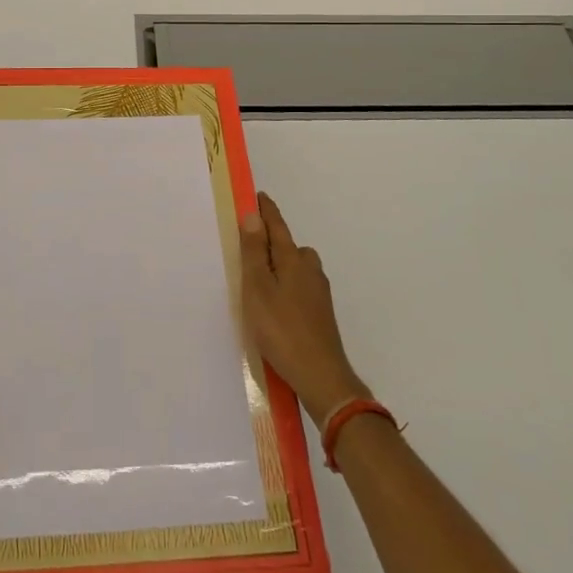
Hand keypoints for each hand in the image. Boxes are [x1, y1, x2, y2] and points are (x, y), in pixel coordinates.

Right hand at [239, 192, 370, 429]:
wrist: (321, 376)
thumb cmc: (282, 330)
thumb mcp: (258, 289)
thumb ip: (254, 253)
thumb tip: (253, 216)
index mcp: (293, 260)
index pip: (277, 227)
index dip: (266, 211)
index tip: (258, 196)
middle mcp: (310, 270)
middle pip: (289, 246)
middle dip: (272, 240)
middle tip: (250, 243)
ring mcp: (319, 293)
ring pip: (297, 268)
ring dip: (280, 265)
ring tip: (259, 278)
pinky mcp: (321, 313)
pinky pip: (300, 286)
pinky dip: (286, 285)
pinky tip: (276, 304)